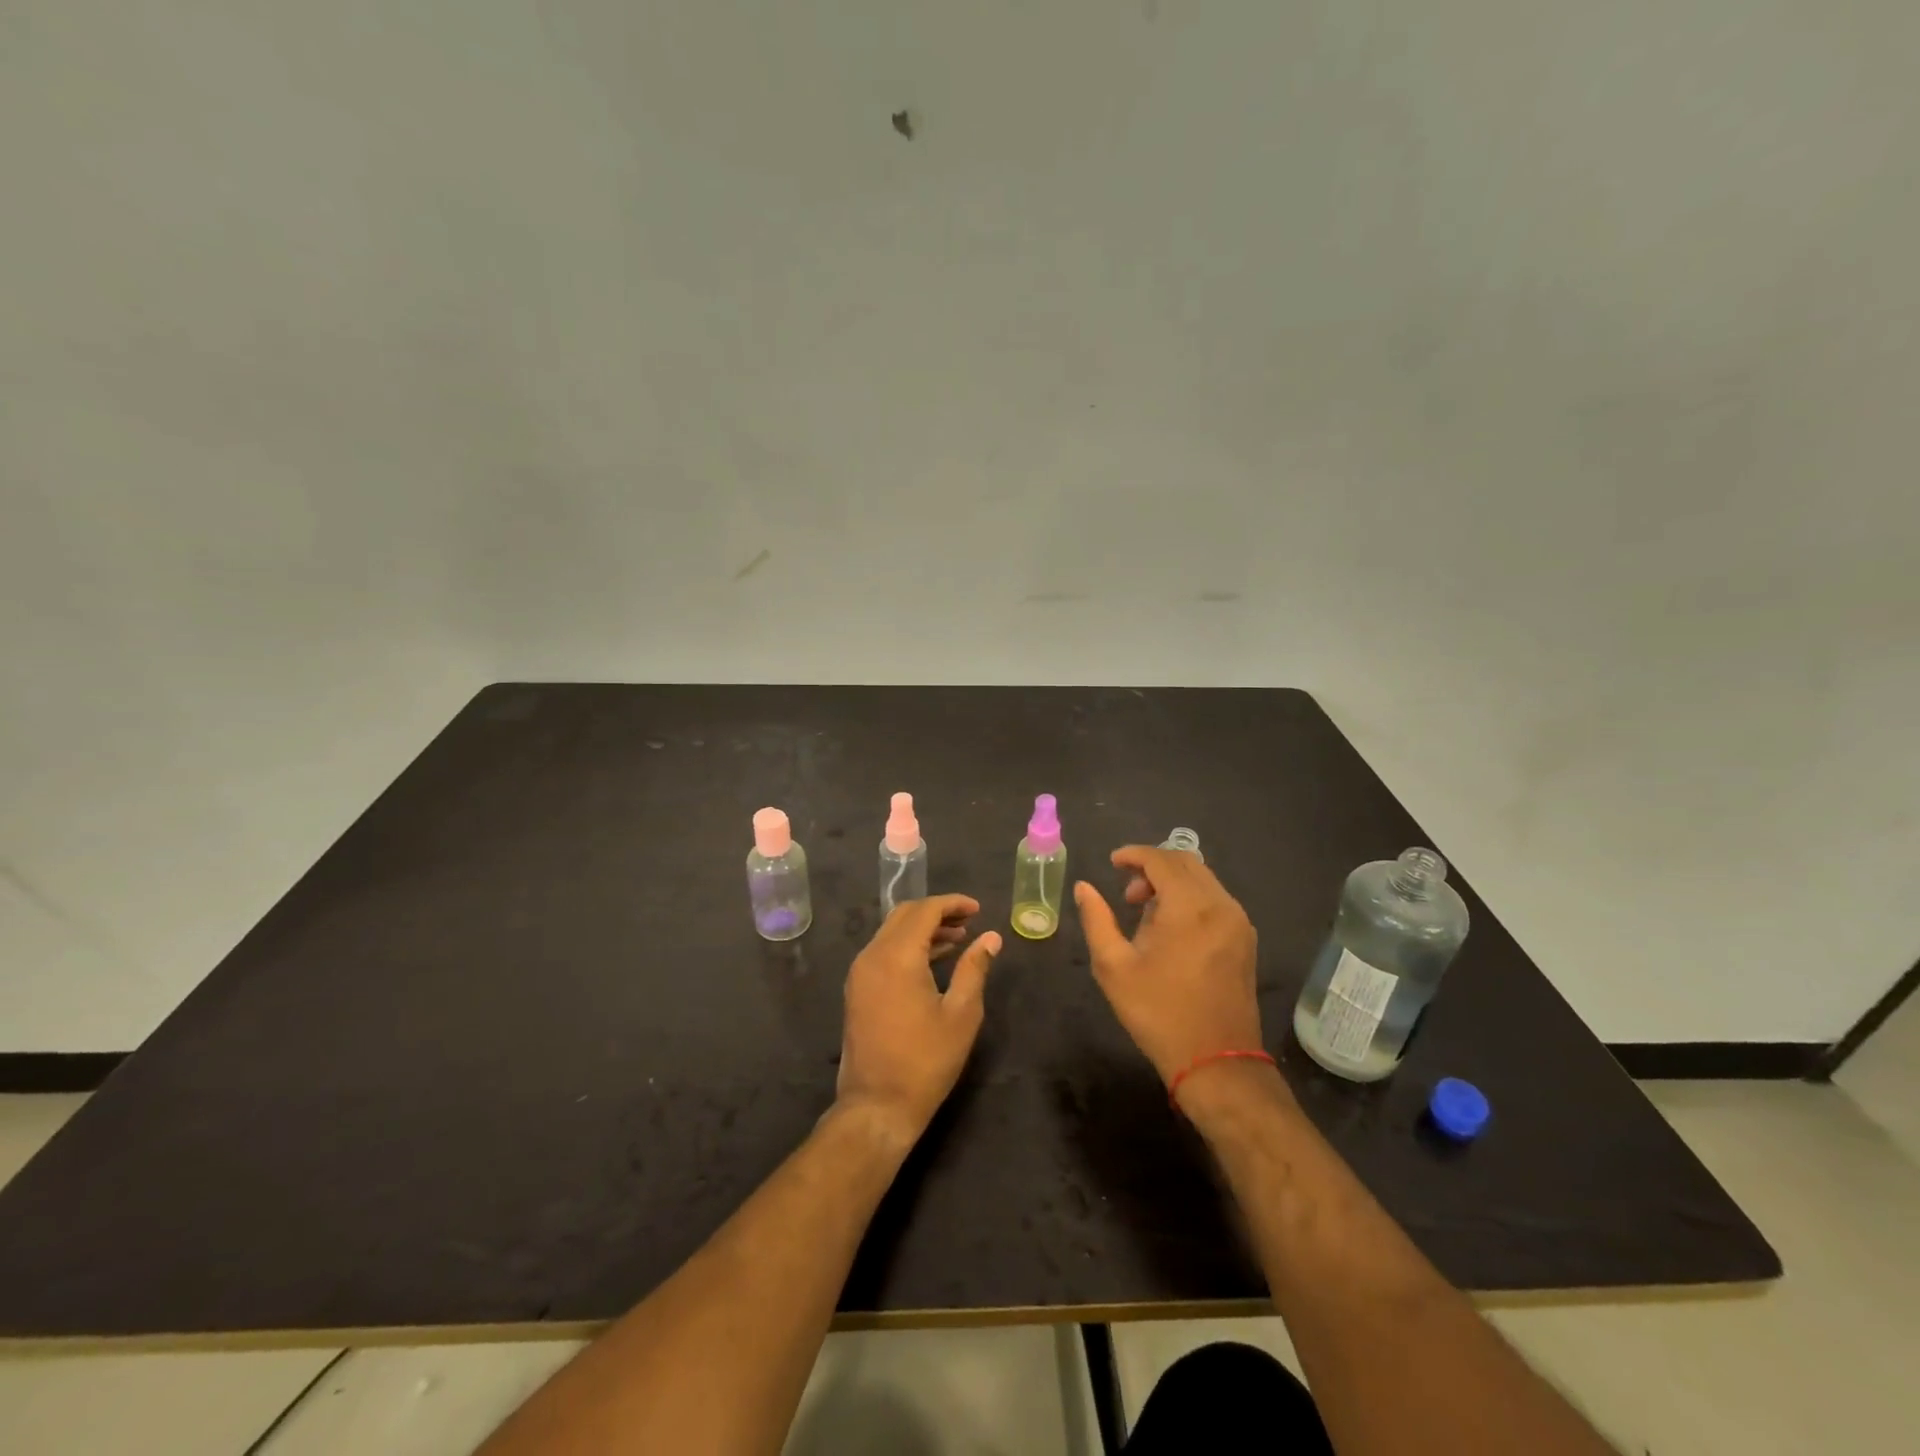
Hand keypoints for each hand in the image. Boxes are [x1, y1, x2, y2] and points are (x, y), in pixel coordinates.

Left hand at [835, 895, 1001, 1146]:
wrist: (877, 1105)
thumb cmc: (926, 1060)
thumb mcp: (961, 1014)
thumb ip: (974, 969)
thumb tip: (990, 937)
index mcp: (897, 956)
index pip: (924, 910)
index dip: (952, 904)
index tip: (977, 908)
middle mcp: (872, 955)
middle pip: (904, 915)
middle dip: (937, 912)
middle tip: (968, 921)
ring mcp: (860, 973)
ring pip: (891, 932)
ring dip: (922, 929)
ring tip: (957, 940)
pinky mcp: (857, 989)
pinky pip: (882, 952)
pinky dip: (907, 946)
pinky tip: (931, 961)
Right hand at [1074, 847, 1265, 1088]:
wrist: (1217, 1062)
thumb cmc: (1159, 1013)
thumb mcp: (1114, 966)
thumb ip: (1096, 919)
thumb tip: (1084, 887)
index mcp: (1189, 907)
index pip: (1161, 859)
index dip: (1134, 854)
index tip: (1112, 863)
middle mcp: (1220, 905)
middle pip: (1186, 862)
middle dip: (1153, 867)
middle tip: (1127, 895)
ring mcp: (1238, 922)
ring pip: (1203, 880)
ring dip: (1172, 883)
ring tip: (1145, 914)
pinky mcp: (1245, 940)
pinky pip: (1215, 900)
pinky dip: (1191, 898)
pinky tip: (1171, 929)